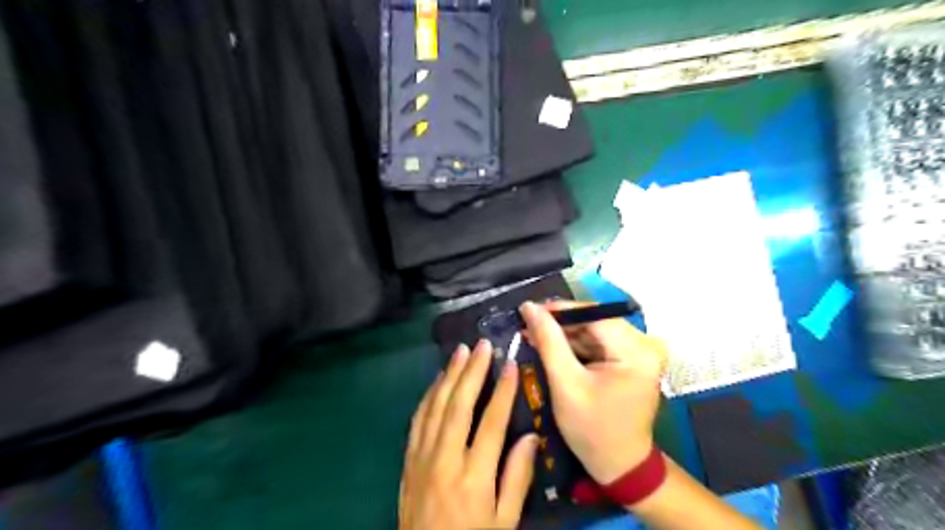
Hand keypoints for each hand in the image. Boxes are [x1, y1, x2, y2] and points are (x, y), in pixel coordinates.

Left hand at [401, 340, 538, 529]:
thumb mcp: (504, 522)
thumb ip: (517, 479)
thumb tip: (530, 437)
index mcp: (474, 477)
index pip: (491, 423)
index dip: (502, 391)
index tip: (511, 364)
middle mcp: (445, 459)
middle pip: (458, 405)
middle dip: (471, 371)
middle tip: (482, 345)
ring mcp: (422, 457)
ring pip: (435, 406)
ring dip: (448, 375)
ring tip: (460, 351)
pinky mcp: (408, 459)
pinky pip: (417, 419)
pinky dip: (429, 395)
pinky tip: (437, 380)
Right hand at [520, 303, 666, 484]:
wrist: (619, 465)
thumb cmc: (592, 430)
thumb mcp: (565, 384)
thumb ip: (548, 342)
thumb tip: (529, 307)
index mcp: (636, 352)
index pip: (594, 315)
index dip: (560, 309)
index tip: (529, 311)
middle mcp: (645, 345)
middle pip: (595, 321)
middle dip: (560, 323)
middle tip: (528, 326)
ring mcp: (640, 352)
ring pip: (595, 330)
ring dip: (565, 334)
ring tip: (535, 336)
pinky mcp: (632, 360)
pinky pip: (600, 342)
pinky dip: (576, 345)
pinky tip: (553, 347)